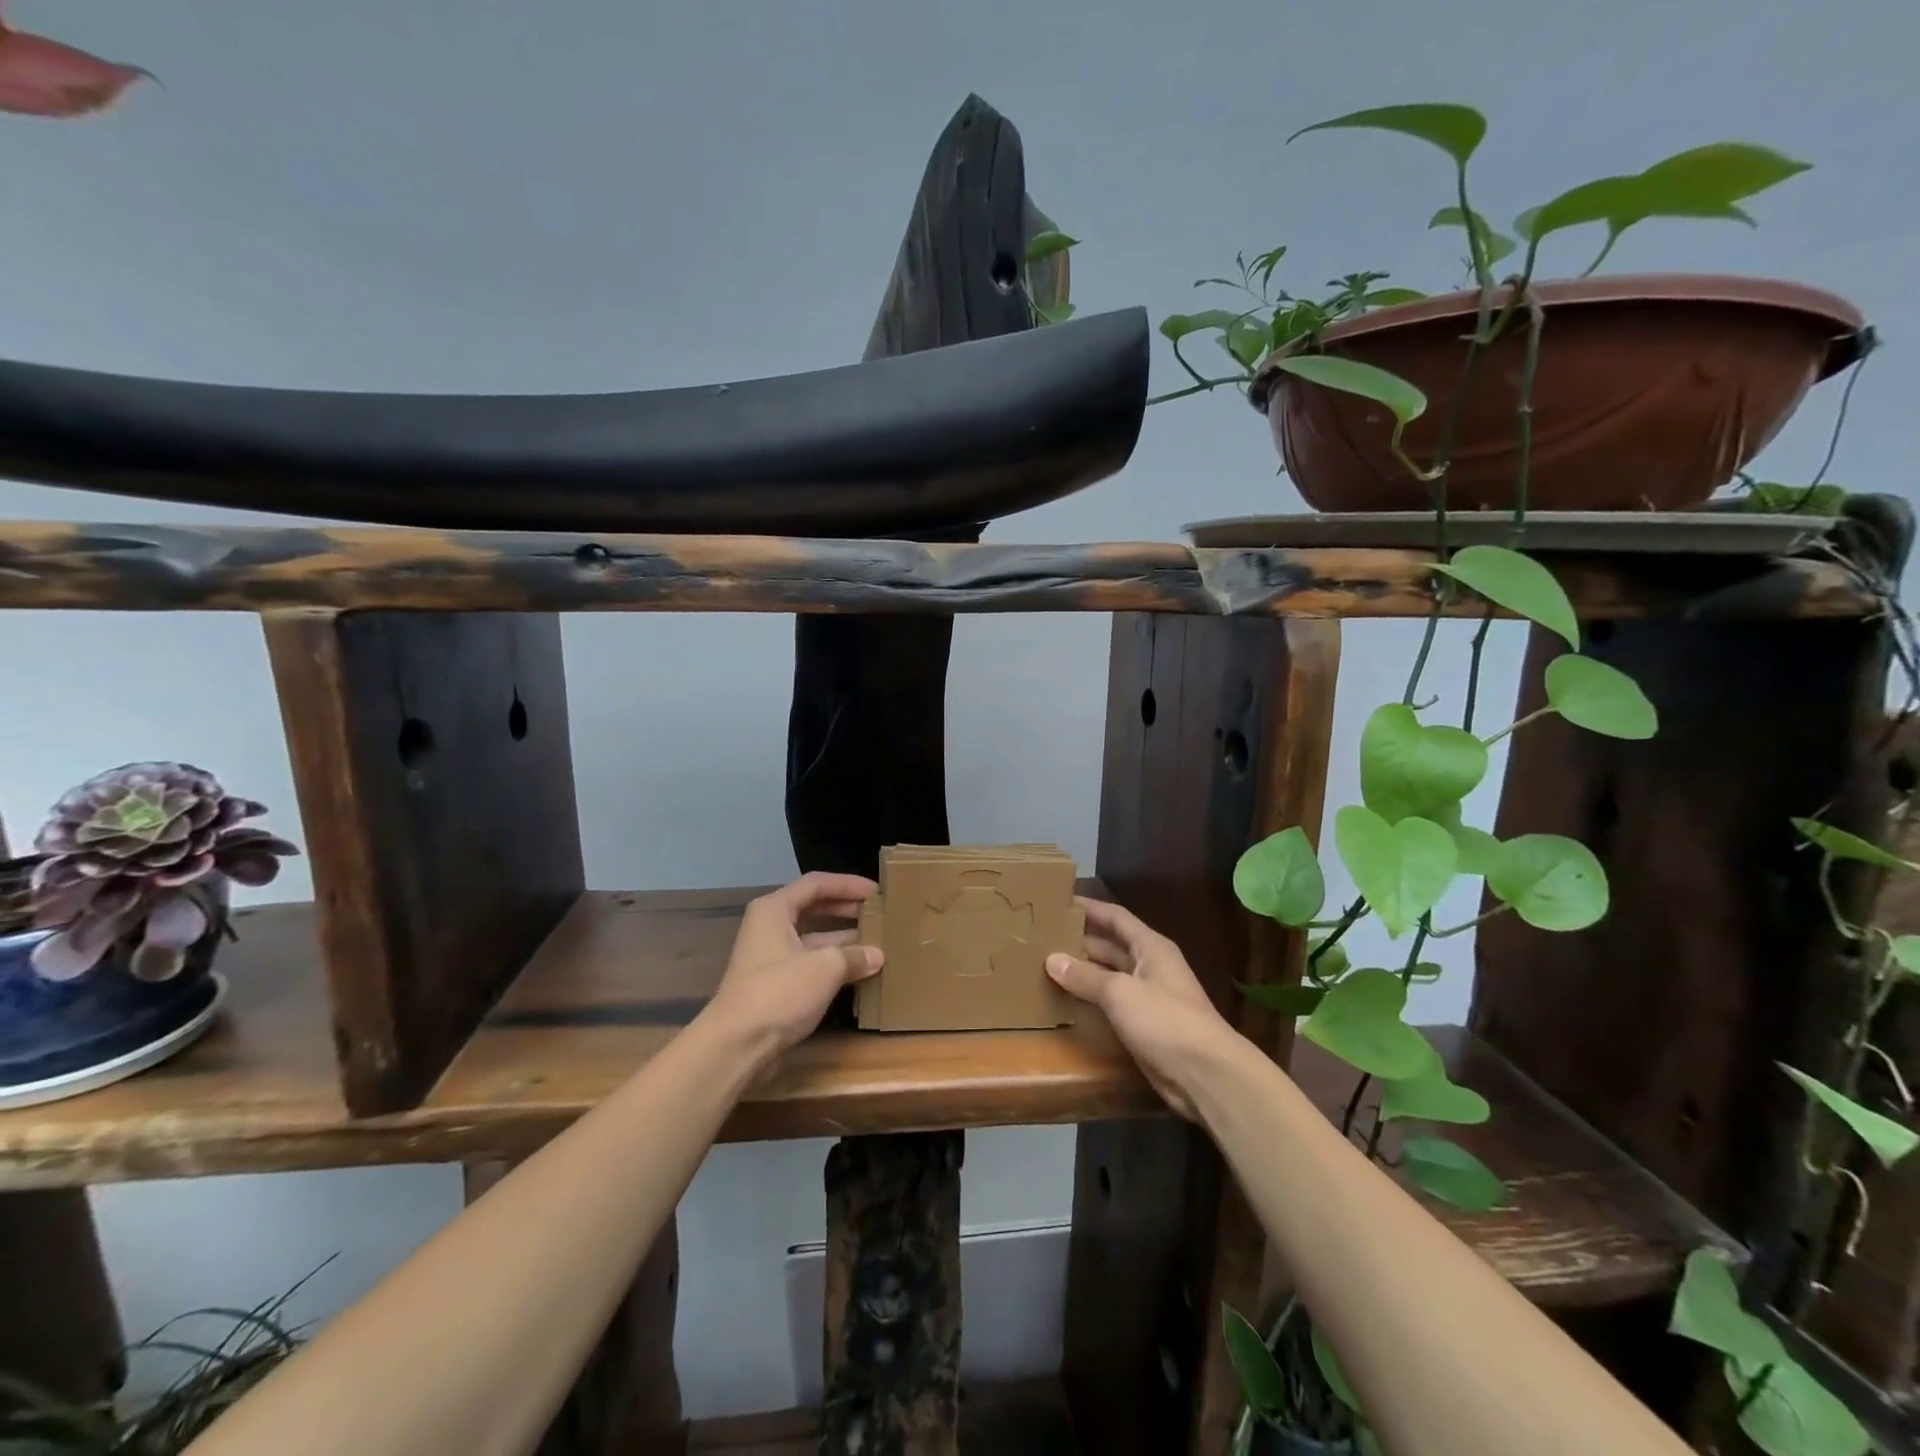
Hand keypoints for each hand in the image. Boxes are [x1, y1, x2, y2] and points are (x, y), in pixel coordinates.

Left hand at [702, 872, 882, 1066]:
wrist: (736, 1046)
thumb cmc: (779, 992)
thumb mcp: (825, 967)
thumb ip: (854, 955)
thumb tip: (877, 956)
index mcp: (774, 910)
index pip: (816, 884)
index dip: (848, 884)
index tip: (876, 892)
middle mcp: (770, 927)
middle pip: (814, 908)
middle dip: (847, 910)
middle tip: (878, 914)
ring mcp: (772, 957)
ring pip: (814, 939)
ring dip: (844, 940)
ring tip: (878, 942)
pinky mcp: (776, 985)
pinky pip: (811, 964)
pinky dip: (834, 965)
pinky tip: (860, 972)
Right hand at [1046, 897, 1236, 1120]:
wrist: (1205, 1074)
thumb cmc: (1165, 1019)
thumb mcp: (1120, 992)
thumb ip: (1085, 976)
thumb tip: (1052, 959)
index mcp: (1151, 947)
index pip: (1116, 917)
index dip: (1090, 908)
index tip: (1059, 901)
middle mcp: (1151, 966)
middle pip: (1111, 946)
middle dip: (1081, 940)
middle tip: (1043, 937)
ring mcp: (1149, 996)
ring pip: (1110, 975)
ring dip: (1083, 971)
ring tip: (1047, 965)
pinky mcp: (1145, 1025)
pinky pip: (1112, 1003)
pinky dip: (1091, 998)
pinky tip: (1067, 999)